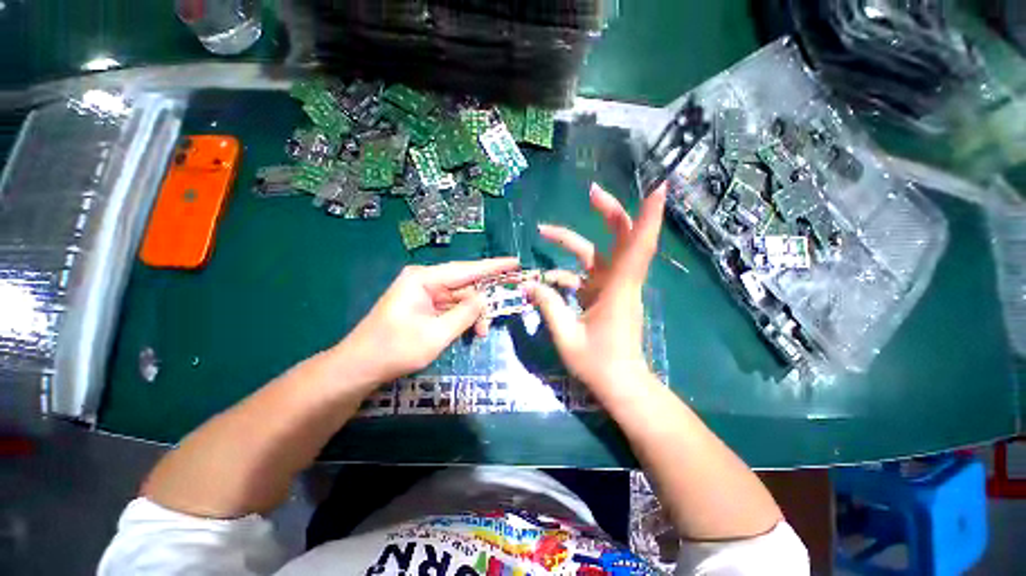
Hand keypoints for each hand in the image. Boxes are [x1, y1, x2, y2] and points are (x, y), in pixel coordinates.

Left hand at [333, 258, 519, 385]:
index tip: (515, 263)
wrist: (360, 367)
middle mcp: (425, 281)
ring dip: (473, 315)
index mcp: (424, 279)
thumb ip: (464, 314)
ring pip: (459, 299)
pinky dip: (462, 319)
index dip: (493, 266)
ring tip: (481, 333)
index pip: (467, 269)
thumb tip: (484, 298)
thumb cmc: (396, 349)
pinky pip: (450, 308)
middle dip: (482, 302)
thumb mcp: (437, 334)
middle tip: (499, 314)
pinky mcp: (423, 306)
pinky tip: (470, 331)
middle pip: (464, 285)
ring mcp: (423, 294)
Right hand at [528, 183, 665, 392]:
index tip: (657, 185)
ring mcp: (614, 288)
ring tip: (544, 232)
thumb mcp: (567, 337)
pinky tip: (547, 278)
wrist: (621, 385)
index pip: (638, 246)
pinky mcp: (606, 296)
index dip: (649, 216)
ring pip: (599, 254)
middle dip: (609, 212)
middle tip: (591, 192)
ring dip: (573, 241)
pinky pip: (587, 275)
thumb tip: (529, 285)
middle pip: (622, 238)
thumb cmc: (598, 364)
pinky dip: (567, 272)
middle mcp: (620, 283)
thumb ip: (549, 307)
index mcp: (618, 290)